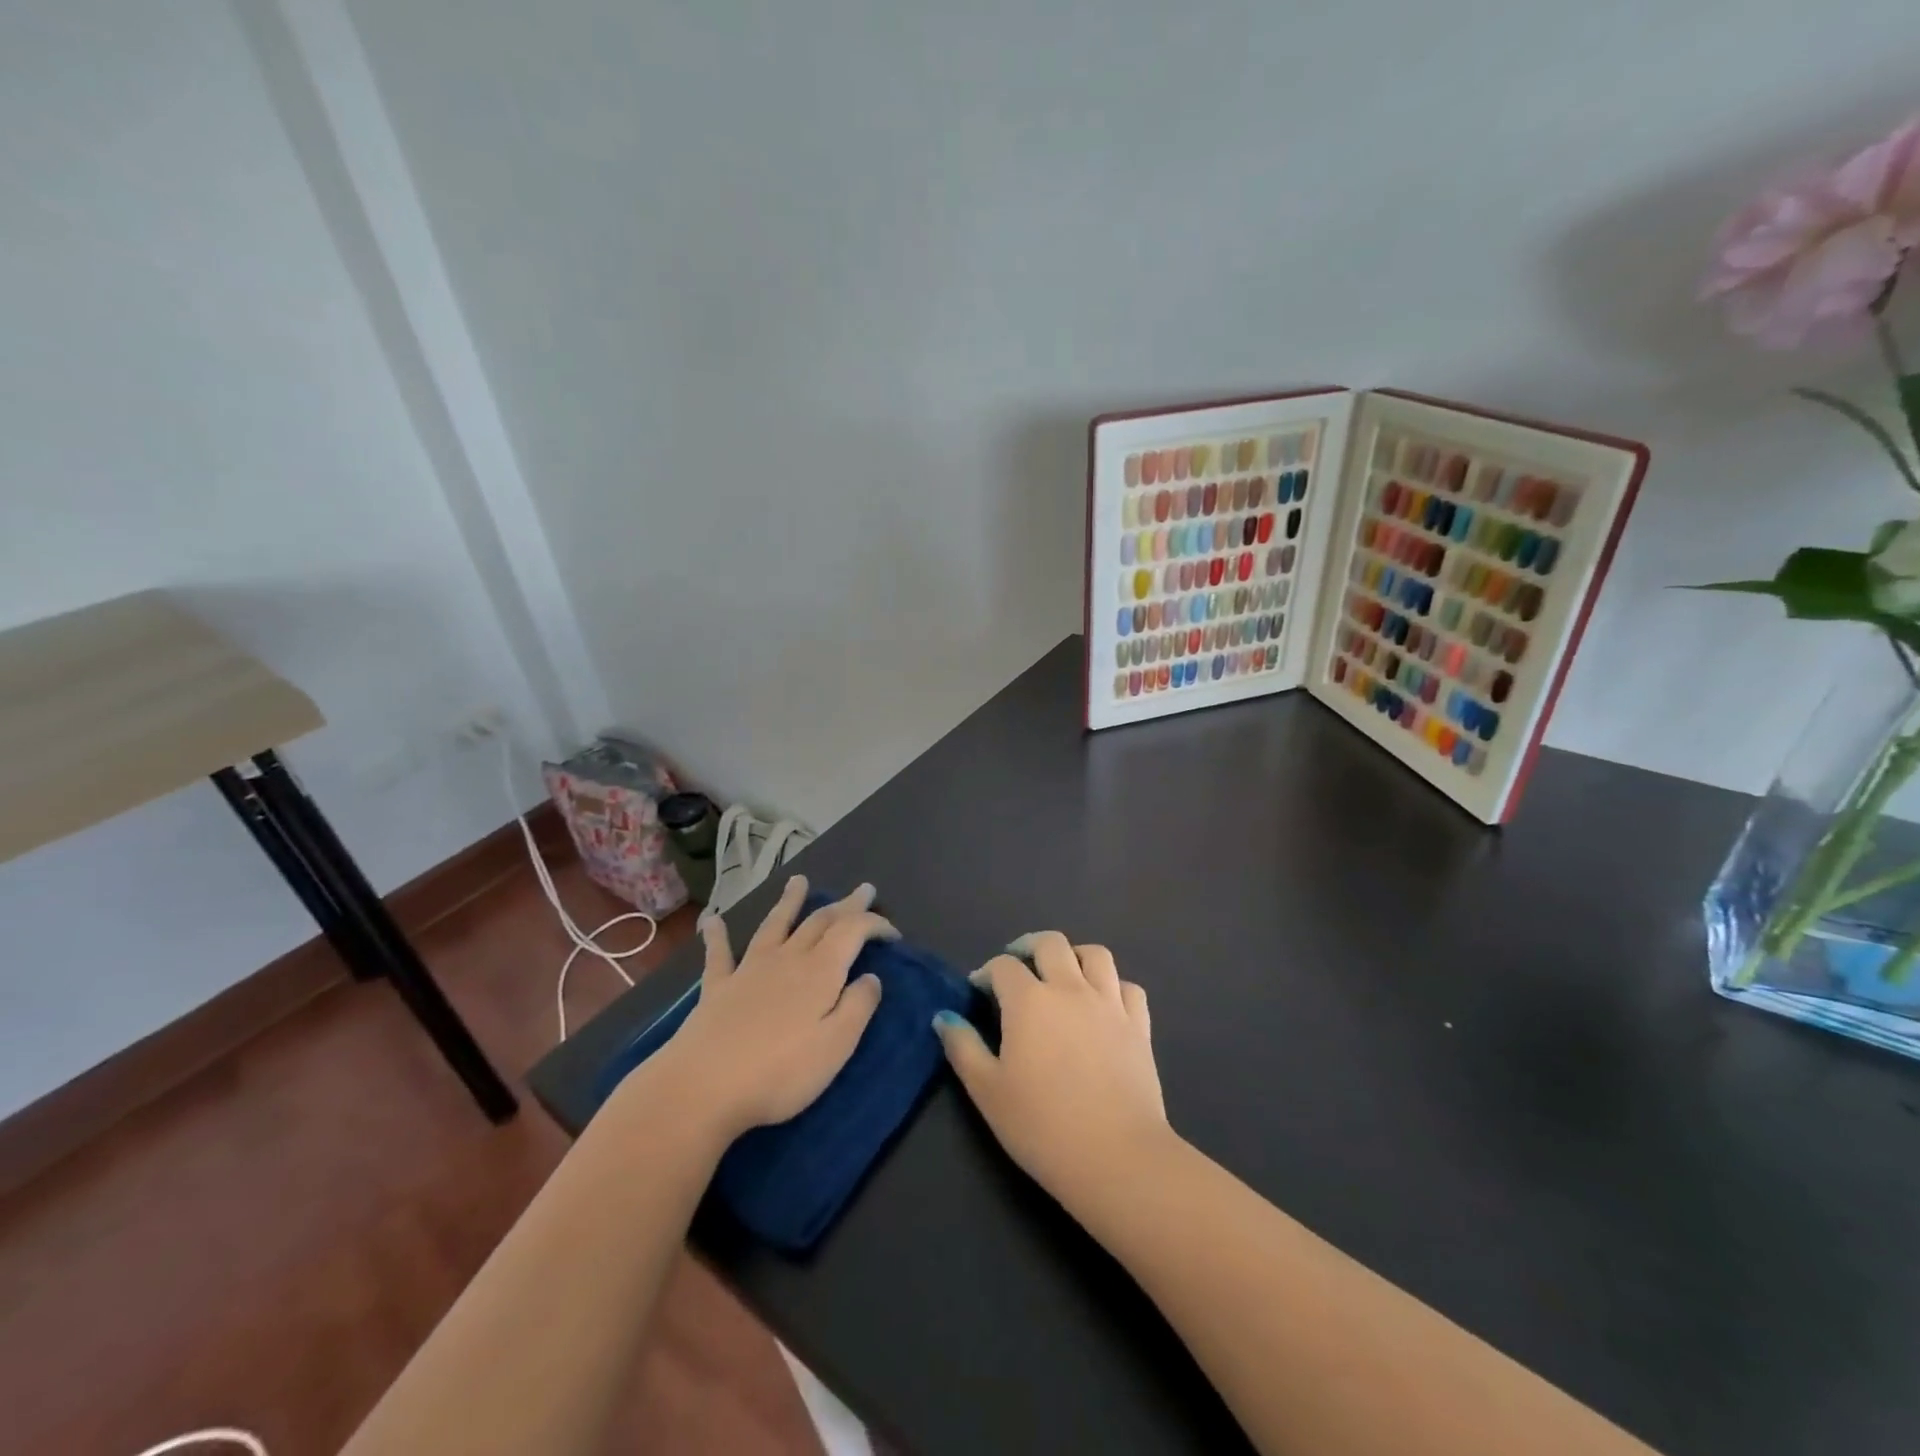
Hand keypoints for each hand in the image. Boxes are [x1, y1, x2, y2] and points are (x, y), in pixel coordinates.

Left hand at [648, 877, 893, 1140]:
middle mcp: (787, 959)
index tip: (894, 933)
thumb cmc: (780, 1072)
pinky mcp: (718, 987)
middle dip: (845, 905)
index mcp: (821, 971)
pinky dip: (718, 935)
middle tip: (863, 890)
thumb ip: (858, 1007)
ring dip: (789, 901)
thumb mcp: (836, 1046)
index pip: (854, 931)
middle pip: (820, 921)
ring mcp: (749, 969)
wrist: (703, 1087)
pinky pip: (720, 954)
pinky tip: (712, 921)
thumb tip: (872, 977)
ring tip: (798, 880)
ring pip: (775, 925)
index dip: (875, 924)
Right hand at [934, 931, 1169, 1214]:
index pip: (1003, 966)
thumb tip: (944, 1017)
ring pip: (1095, 955)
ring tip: (1063, 973)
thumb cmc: (1042, 1126)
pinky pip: (1128, 987)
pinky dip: (1113, 986)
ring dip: (1074, 956)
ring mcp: (1110, 1004)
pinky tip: (1104, 1003)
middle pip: (1051, 943)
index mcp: (1029, 1000)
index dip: (986, 973)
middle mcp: (1070, 988)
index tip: (978, 992)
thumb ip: (963, 1048)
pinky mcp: (1139, 1026)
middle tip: (1017, 965)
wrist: (1116, 1156)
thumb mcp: (987, 1092)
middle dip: (1028, 947)